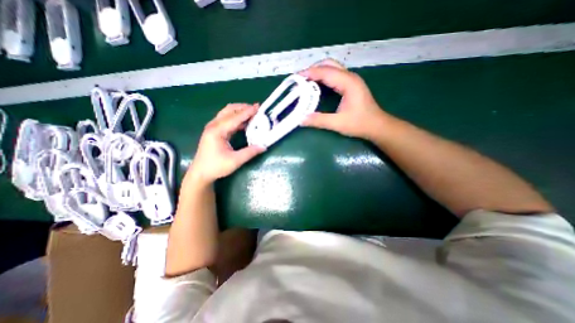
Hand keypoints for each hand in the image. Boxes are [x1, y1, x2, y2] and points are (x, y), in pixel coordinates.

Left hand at [187, 105, 265, 184]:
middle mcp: (214, 125)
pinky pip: (226, 119)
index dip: (247, 112)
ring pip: (227, 113)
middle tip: (256, 109)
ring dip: (239, 111)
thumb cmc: (216, 167)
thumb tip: (263, 146)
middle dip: (243, 108)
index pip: (235, 117)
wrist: (200, 173)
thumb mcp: (235, 161)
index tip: (258, 107)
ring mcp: (213, 127)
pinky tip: (244, 123)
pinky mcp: (214, 131)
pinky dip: (236, 118)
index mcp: (217, 131)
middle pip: (229, 110)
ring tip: (252, 114)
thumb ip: (250, 152)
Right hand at [301, 59, 390, 138]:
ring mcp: (351, 80)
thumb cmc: (360, 124)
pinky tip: (317, 85)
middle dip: (313, 69)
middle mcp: (350, 77)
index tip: (296, 78)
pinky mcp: (350, 85)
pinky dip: (323, 77)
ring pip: (332, 68)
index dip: (310, 73)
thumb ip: (319, 120)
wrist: (377, 126)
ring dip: (318, 72)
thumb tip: (301, 119)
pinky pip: (334, 75)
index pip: (326, 72)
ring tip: (305, 81)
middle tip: (300, 79)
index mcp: (348, 83)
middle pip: (329, 64)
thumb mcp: (338, 123)